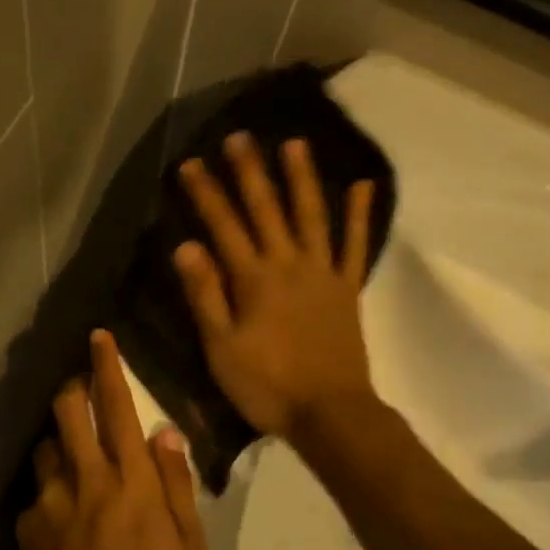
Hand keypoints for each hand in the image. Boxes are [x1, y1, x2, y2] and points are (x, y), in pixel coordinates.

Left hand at [16, 330, 206, 549]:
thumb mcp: (190, 549)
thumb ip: (177, 485)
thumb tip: (165, 432)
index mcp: (131, 483)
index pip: (118, 409)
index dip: (108, 369)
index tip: (99, 337)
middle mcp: (86, 481)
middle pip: (68, 413)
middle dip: (73, 390)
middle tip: (83, 391)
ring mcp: (50, 504)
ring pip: (46, 448)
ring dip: (61, 443)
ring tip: (77, 465)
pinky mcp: (28, 528)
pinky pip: (38, 492)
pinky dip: (51, 491)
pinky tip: (63, 521)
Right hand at [174, 133, 376, 439]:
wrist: (330, 413)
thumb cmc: (267, 385)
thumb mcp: (221, 347)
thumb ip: (205, 295)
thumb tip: (186, 246)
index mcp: (254, 280)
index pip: (224, 226)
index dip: (206, 194)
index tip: (190, 164)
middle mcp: (289, 265)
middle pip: (267, 210)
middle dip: (250, 172)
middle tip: (240, 137)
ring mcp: (323, 273)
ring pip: (312, 215)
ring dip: (302, 178)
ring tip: (294, 143)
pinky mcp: (347, 288)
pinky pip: (355, 245)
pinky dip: (360, 214)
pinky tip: (363, 185)